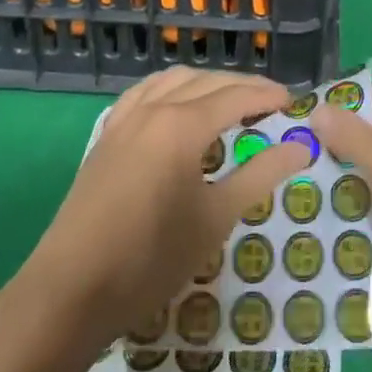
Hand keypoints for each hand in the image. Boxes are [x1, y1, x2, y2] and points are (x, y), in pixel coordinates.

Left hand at [9, 67, 308, 345]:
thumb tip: (300, 148)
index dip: (267, 95)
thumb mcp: (214, 220)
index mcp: (183, 125)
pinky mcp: (107, 134)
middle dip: (241, 86)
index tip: (293, 101)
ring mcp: (126, 118)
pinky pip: (145, 92)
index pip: (235, 96)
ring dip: (206, 83)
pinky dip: (171, 88)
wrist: (70, 291)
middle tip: (270, 102)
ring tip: (230, 101)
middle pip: (207, 82)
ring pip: (174, 80)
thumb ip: (259, 176)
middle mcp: (155, 108)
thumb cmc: (150, 259)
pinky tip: (176, 104)